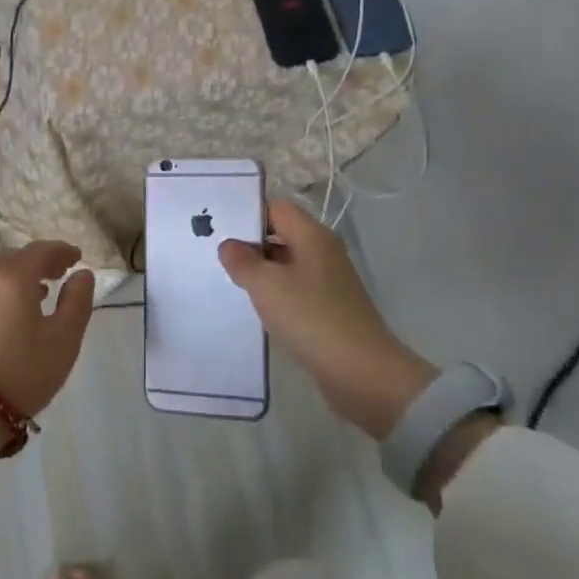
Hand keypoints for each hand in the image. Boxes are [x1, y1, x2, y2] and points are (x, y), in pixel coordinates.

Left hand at [0, 241, 95, 422]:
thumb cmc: (22, 371)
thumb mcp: (64, 339)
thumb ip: (77, 301)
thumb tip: (82, 275)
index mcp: (14, 278)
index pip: (40, 251)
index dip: (61, 250)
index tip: (77, 257)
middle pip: (16, 259)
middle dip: (40, 260)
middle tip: (61, 271)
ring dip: (21, 276)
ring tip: (42, 291)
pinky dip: (5, 292)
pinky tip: (15, 313)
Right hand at [218, 199, 435, 435]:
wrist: (361, 371)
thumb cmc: (310, 317)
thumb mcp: (266, 285)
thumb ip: (242, 260)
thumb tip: (229, 245)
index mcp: (312, 235)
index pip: (276, 207)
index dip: (248, 214)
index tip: (219, 229)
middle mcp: (323, 251)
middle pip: (281, 233)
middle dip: (250, 244)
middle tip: (216, 257)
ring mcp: (329, 280)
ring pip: (286, 263)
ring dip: (261, 271)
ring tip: (229, 282)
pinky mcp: (329, 306)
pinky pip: (295, 289)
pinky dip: (276, 294)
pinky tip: (257, 308)